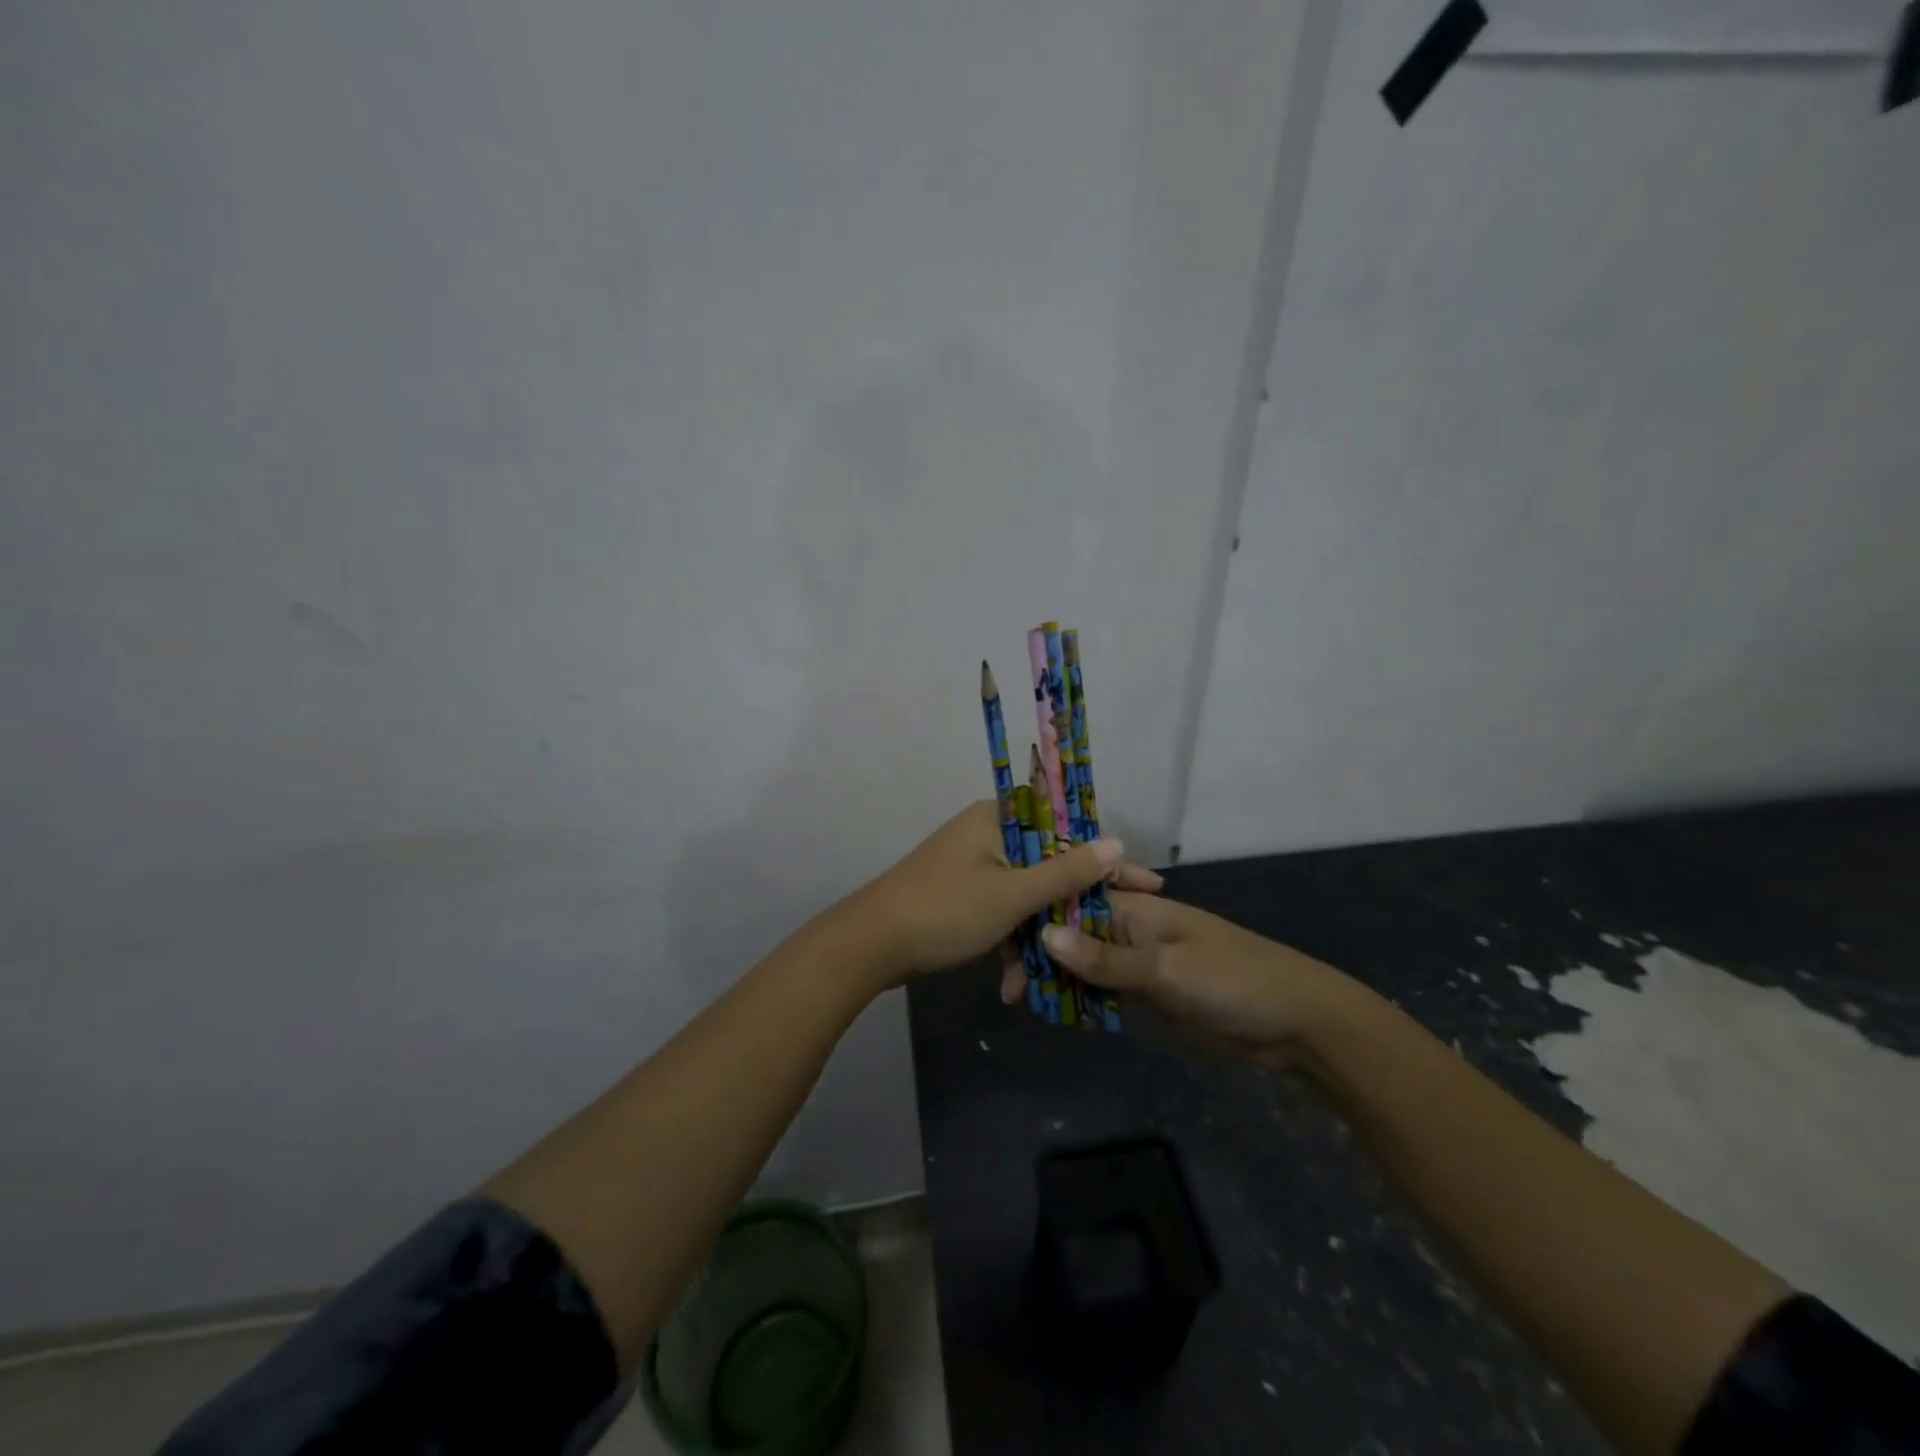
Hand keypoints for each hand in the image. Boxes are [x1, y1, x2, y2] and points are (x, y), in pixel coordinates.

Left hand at [849, 801, 1162, 982]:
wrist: (867, 947)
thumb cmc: (945, 911)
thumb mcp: (1013, 895)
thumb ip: (1066, 871)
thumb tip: (1116, 842)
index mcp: (998, 820)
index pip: (1066, 830)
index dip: (1106, 860)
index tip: (1145, 886)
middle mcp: (986, 834)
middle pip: (1047, 865)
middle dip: (1072, 908)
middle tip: (1111, 934)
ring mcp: (970, 867)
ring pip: (1023, 895)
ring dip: (1039, 936)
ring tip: (1058, 979)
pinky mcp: (958, 896)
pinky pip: (999, 912)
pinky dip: (1010, 942)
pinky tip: (1015, 984)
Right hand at [1035, 895, 1359, 1066]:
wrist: (1296, 1024)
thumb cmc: (1232, 981)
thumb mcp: (1165, 969)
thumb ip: (1105, 958)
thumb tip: (1042, 934)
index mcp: (1134, 908)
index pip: (1070, 900)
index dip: (1034, 916)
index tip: (1001, 946)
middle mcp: (1129, 928)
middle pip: (1071, 932)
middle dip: (1038, 954)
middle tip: (1008, 991)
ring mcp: (1138, 962)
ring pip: (1083, 963)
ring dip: (1055, 978)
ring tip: (1020, 1002)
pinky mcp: (1148, 993)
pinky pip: (1103, 990)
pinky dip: (1081, 999)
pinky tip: (1056, 1014)